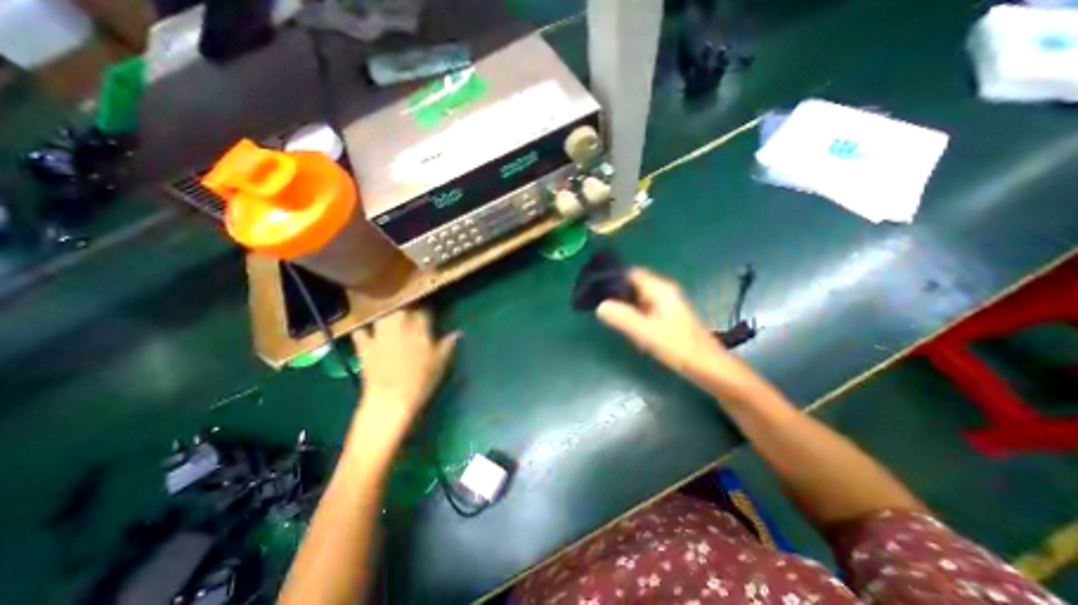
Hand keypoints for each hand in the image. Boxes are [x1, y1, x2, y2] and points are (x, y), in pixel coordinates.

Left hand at [353, 309, 454, 432]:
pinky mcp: (364, 346)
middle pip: (402, 307)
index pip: (425, 309)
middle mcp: (398, 324)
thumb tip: (458, 332)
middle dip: (409, 309)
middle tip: (414, 315)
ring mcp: (379, 334)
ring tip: (394, 319)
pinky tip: (370, 333)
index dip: (429, 310)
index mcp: (419, 326)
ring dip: (389, 315)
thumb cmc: (422, 379)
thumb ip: (449, 343)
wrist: (391, 399)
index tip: (432, 314)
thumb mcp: (442, 361)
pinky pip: (362, 332)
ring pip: (383, 315)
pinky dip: (366, 331)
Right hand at [592, 270, 727, 381]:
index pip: (631, 273)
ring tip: (601, 309)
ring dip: (621, 301)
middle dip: (614, 290)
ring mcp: (664, 304)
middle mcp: (662, 292)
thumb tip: (599, 306)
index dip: (612, 277)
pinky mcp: (664, 316)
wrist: (709, 368)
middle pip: (632, 283)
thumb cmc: (680, 348)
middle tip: (593, 300)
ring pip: (636, 296)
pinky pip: (641, 307)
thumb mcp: (648, 333)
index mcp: (660, 289)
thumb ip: (623, 318)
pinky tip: (619, 321)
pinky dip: (629, 311)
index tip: (592, 286)